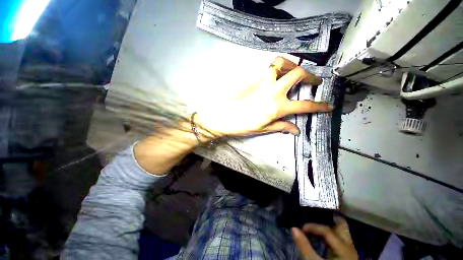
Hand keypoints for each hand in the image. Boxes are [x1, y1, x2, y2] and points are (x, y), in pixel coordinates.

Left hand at [195, 56, 331, 137]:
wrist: (223, 117)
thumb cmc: (243, 125)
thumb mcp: (264, 129)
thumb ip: (281, 126)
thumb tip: (296, 129)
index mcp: (277, 107)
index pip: (305, 105)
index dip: (320, 106)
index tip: (329, 105)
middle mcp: (273, 91)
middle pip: (298, 74)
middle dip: (310, 76)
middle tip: (313, 81)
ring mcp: (263, 82)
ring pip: (281, 63)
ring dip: (292, 64)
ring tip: (295, 71)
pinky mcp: (253, 79)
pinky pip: (268, 68)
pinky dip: (277, 68)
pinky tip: (277, 75)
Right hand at [292, 217, 358, 259]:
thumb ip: (304, 246)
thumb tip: (294, 228)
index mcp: (344, 248)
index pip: (327, 230)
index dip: (313, 226)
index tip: (301, 228)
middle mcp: (350, 246)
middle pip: (341, 225)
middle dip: (327, 218)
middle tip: (314, 214)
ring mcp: (350, 250)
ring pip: (342, 231)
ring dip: (329, 225)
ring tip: (316, 222)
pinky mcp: (347, 254)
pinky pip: (340, 238)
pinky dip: (331, 233)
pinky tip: (322, 235)